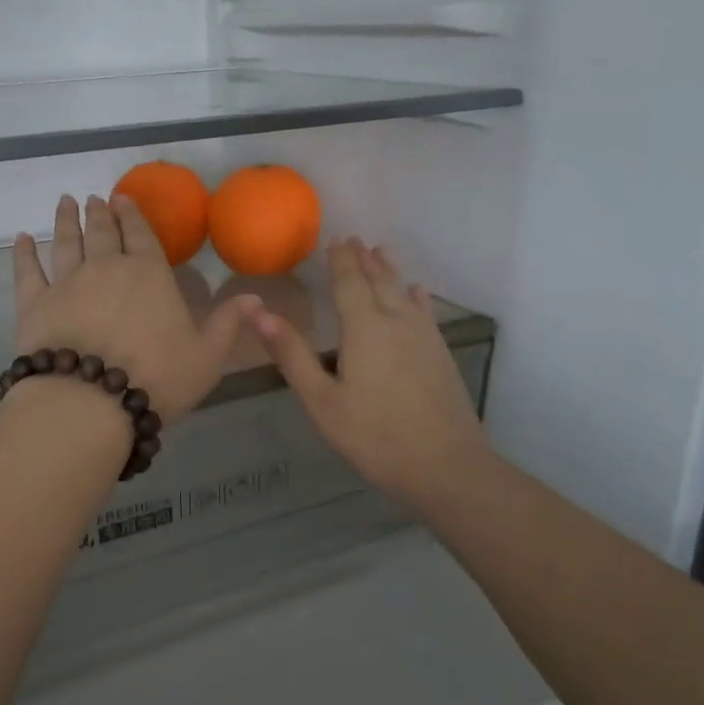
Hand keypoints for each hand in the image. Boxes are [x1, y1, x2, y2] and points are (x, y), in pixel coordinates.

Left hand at [13, 195, 256, 422]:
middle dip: (100, 212)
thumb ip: (228, 324)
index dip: (133, 215)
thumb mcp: (207, 356)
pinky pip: (26, 270)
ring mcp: (66, 282)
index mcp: (149, 275)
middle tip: (95, 198)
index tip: (123, 198)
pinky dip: (22, 252)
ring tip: (65, 203)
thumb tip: (256, 297)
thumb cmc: (156, 378)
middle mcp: (106, 268)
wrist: (89, 401)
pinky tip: (20, 238)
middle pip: (102, 232)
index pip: (142, 235)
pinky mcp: (34, 303)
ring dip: (66, 221)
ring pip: (66, 242)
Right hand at [241, 239, 492, 512]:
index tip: (335, 238)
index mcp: (364, 327)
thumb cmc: (374, 436)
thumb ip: (291, 354)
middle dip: (364, 259)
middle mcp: (396, 321)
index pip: (349, 281)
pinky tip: (417, 294)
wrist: (446, 466)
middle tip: (354, 239)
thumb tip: (257, 312)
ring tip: (381, 252)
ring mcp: (424, 337)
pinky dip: (416, 297)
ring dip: (389, 271)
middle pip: (379, 281)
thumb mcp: (321, 400)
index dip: (340, 259)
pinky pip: (424, 312)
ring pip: (403, 292)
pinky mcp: (440, 354)